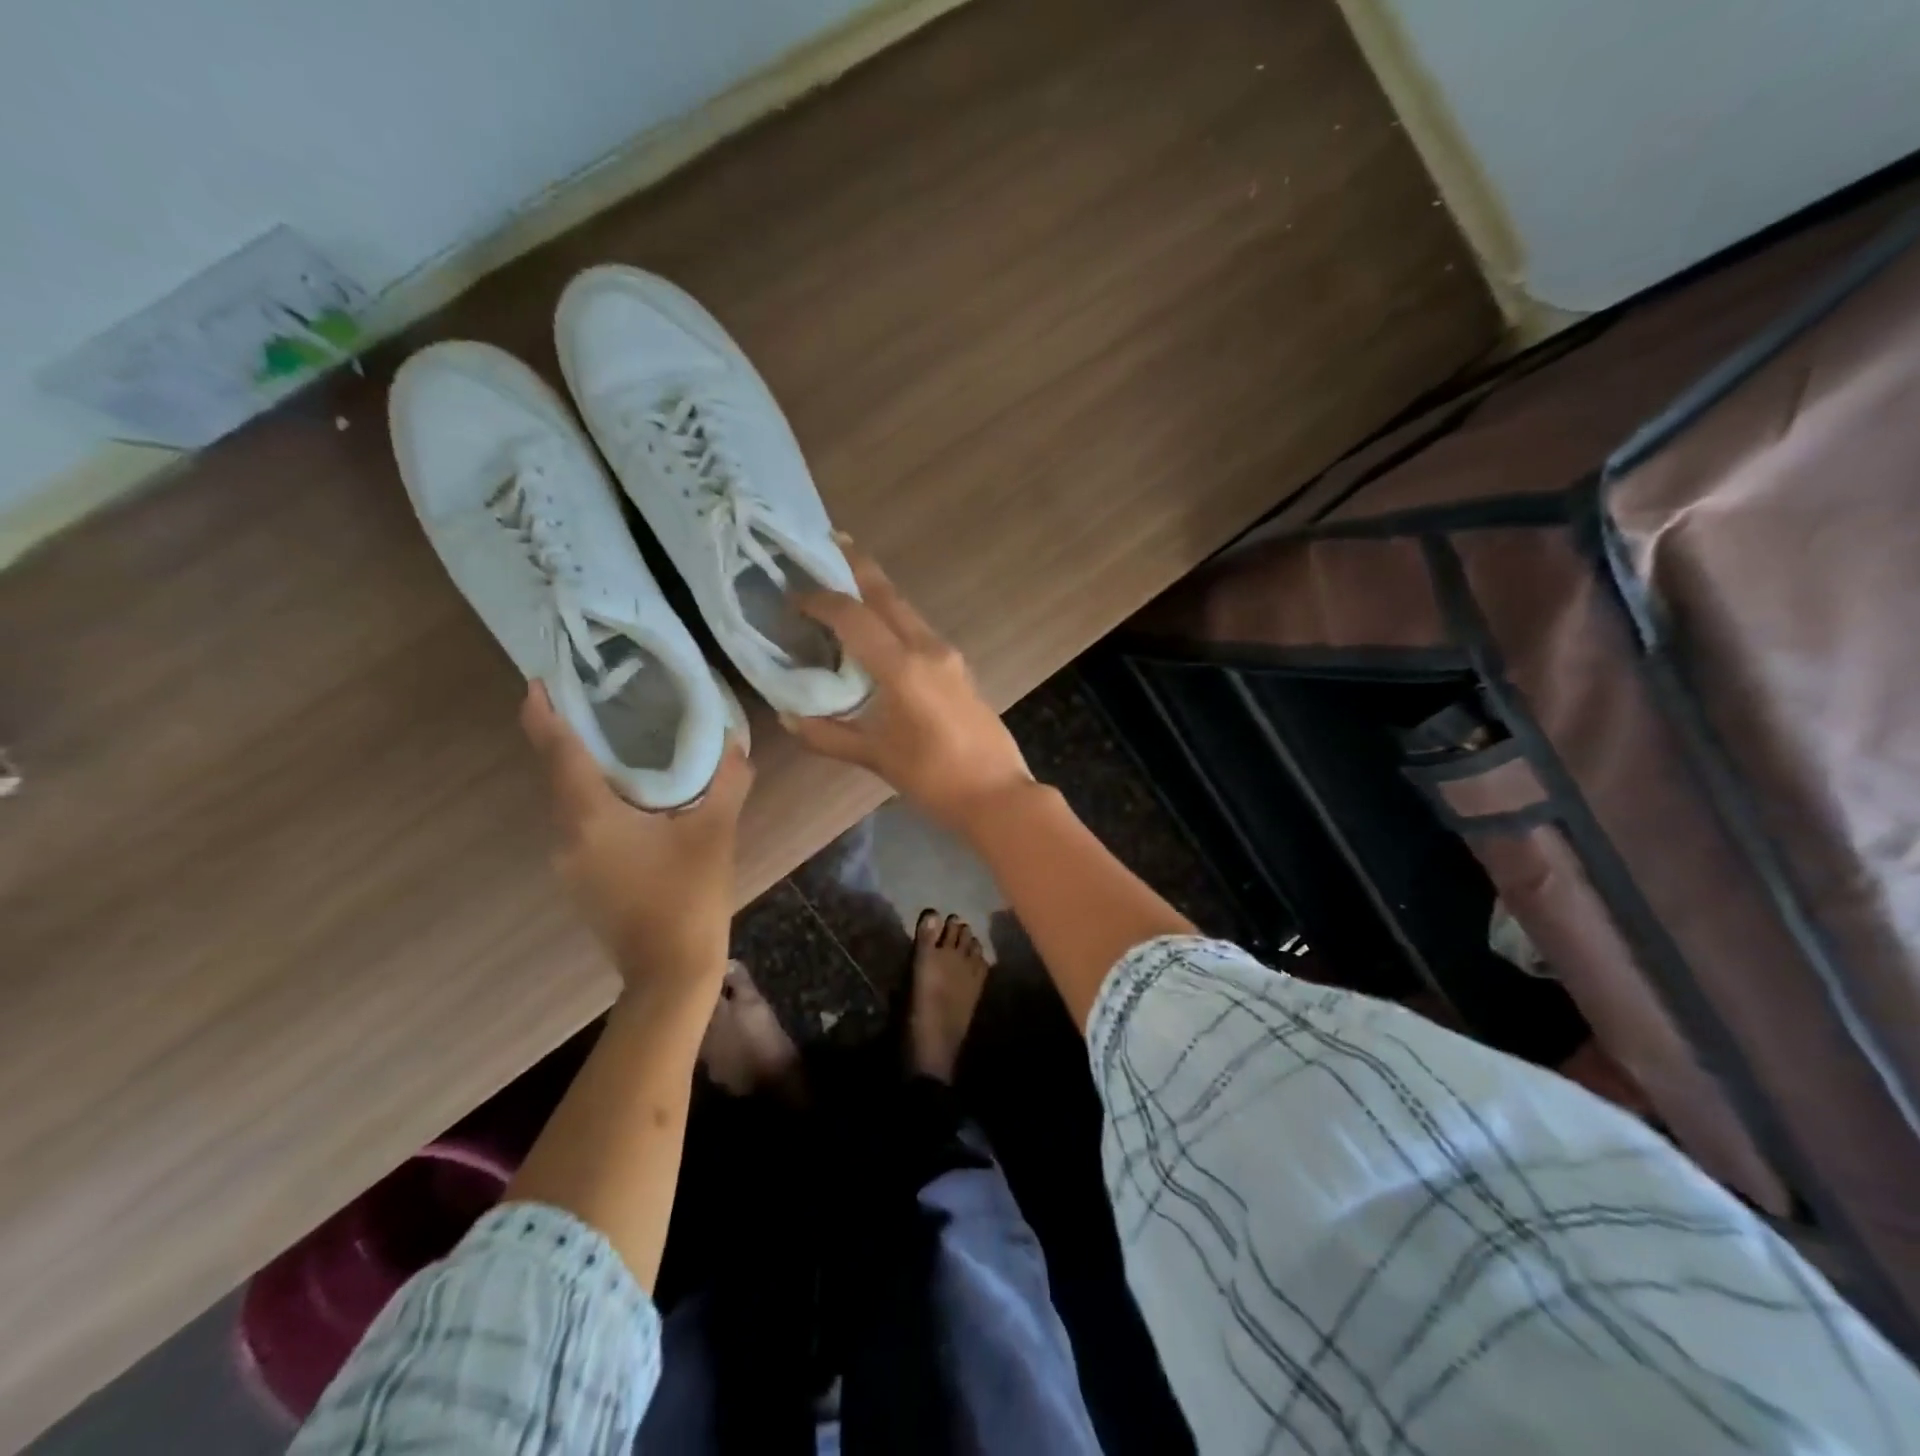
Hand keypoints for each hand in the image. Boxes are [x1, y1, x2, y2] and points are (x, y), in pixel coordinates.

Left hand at [521, 684, 751, 994]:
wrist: (670, 971)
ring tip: (614, 741)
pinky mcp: (581, 881)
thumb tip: (737, 742)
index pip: (559, 753)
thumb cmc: (689, 896)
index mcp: (591, 817)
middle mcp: (567, 836)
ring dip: (583, 771)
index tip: (537, 681)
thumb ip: (727, 782)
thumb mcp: (715, 832)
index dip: (544, 715)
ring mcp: (569, 864)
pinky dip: (594, 801)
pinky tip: (628, 797)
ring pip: (569, 803)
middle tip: (593, 701)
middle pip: (558, 775)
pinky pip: (580, 826)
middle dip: (567, 737)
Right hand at [784, 540, 1031, 830]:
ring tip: (846, 584)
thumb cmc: (933, 779)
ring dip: (877, 593)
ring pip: (907, 610)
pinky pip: (920, 630)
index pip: (854, 617)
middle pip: (888, 595)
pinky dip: (894, 619)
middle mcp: (929, 648)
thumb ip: (828, 735)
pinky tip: (879, 632)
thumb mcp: (875, 758)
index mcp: (903, 667)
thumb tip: (787, 716)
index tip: (793, 595)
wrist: (997, 796)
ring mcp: (950, 656)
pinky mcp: (960, 668)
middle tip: (828, 543)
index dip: (820, 600)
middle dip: (857, 567)